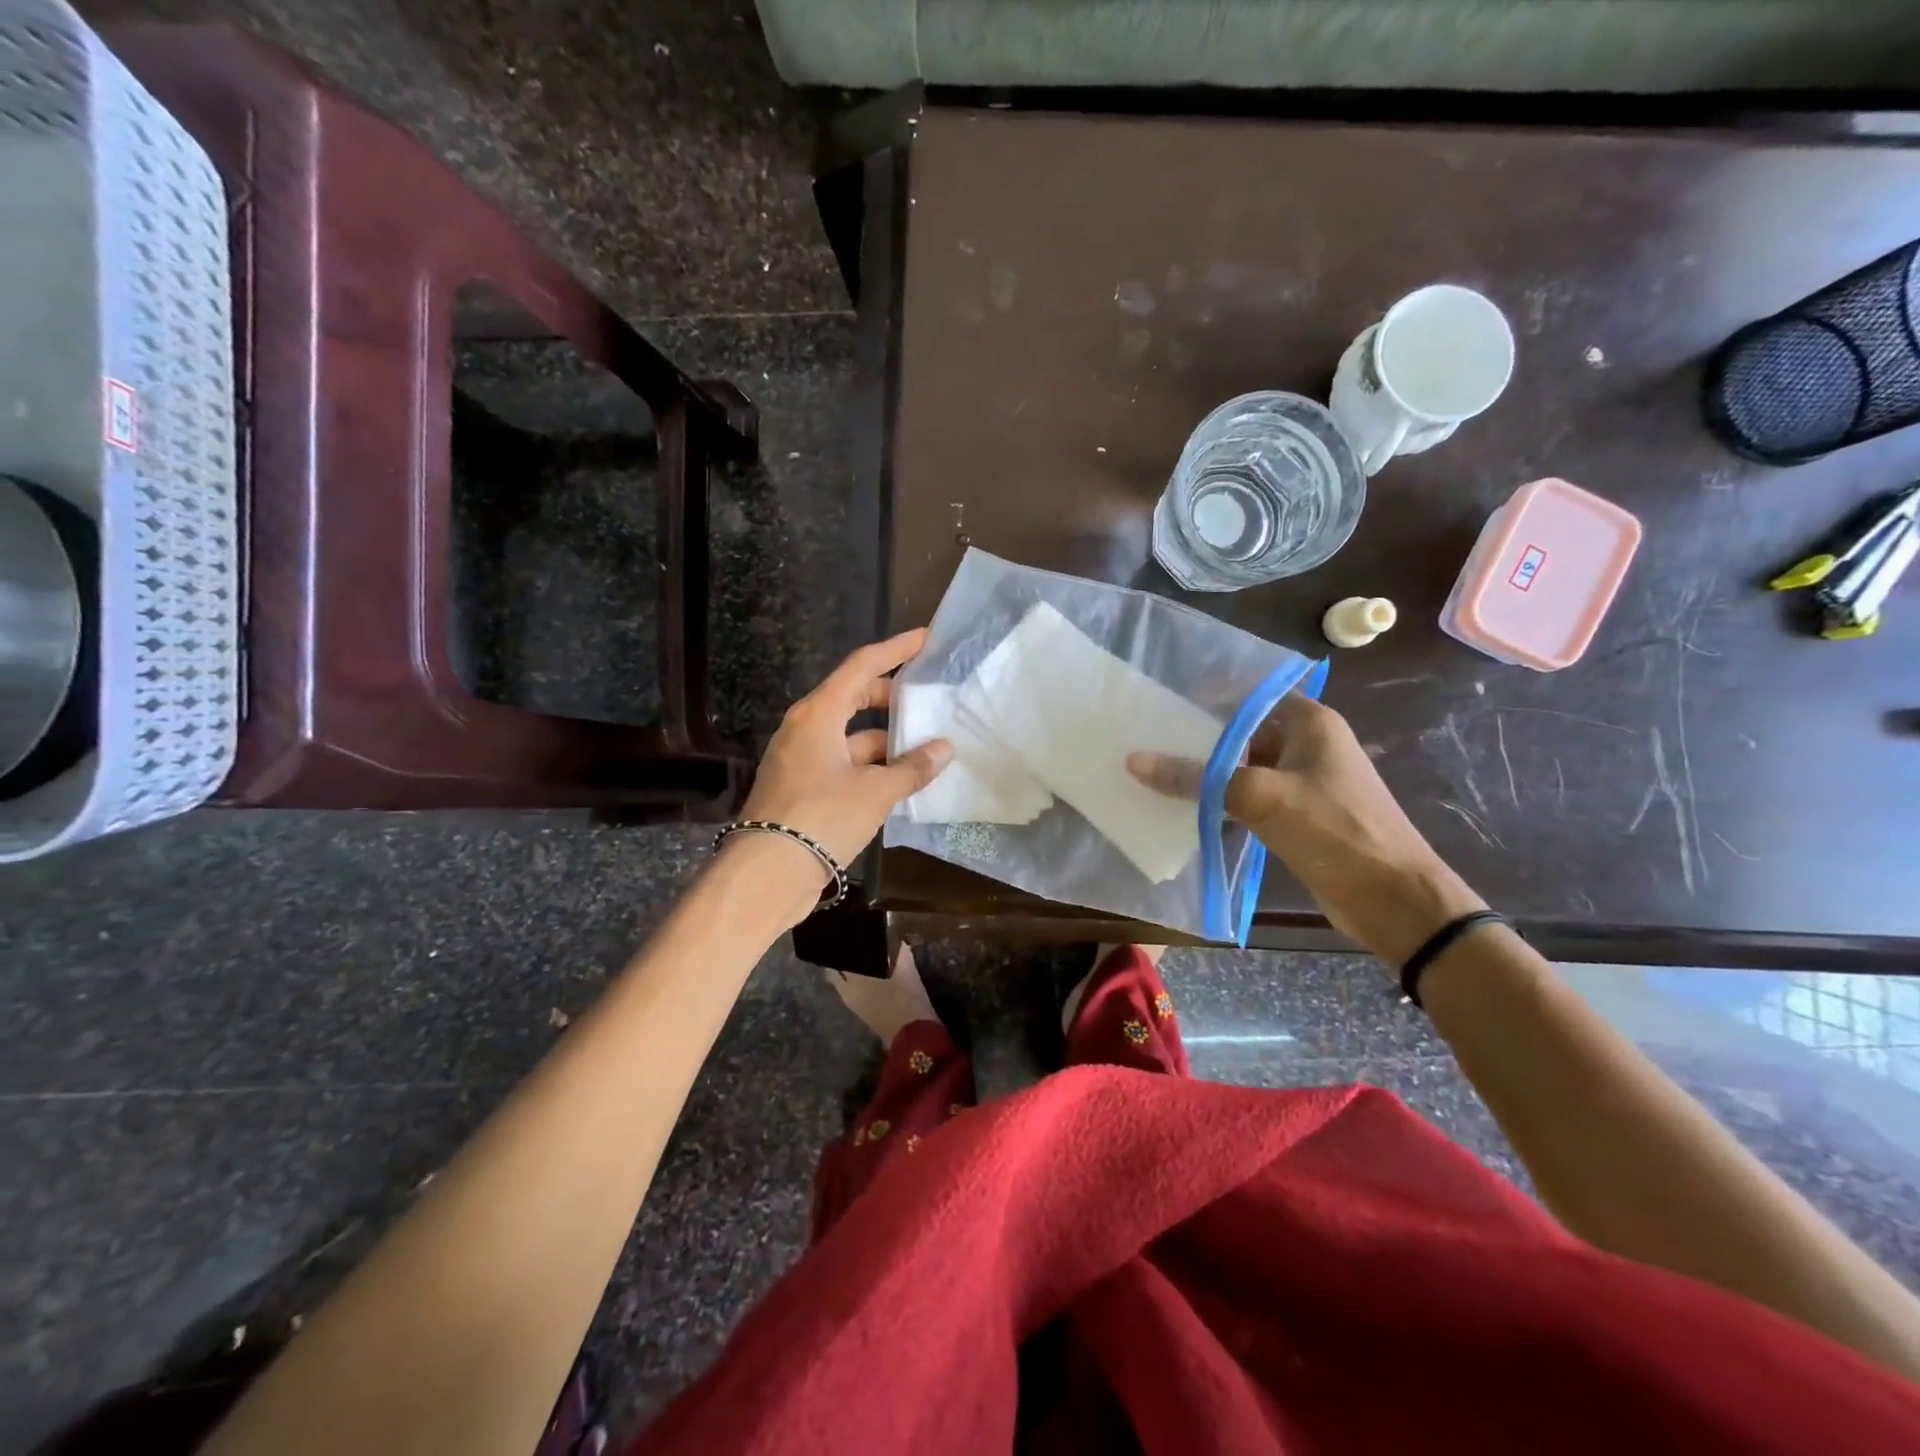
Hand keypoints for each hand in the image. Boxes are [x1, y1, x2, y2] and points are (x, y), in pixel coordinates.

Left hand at [736, 629, 952, 880]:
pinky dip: (870, 765)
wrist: (767, 873)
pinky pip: (842, 762)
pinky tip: (899, 781)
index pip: (862, 665)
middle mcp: (805, 728)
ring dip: (884, 739)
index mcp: (818, 714)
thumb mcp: (875, 792)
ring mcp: (800, 758)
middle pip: (853, 697)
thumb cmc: (822, 818)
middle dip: (891, 697)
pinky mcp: (801, 787)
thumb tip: (944, 749)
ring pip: (849, 735)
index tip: (926, 639)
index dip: (896, 649)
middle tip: (927, 700)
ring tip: (924, 749)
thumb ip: (911, 769)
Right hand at [1129, 694, 1484, 963]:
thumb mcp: (1259, 796)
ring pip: (1244, 767)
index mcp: (1310, 723)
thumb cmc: (1333, 831)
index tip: (1164, 702)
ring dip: (1208, 773)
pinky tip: (1184, 807)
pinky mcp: (1298, 816)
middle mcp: (1308, 745)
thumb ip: (1196, 777)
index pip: (1251, 695)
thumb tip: (1134, 761)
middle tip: (1148, 738)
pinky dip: (1222, 801)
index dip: (1209, 696)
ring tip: (1154, 769)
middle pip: (1244, 731)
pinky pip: (1250, 798)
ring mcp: (1304, 782)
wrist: (1392, 899)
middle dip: (1200, 737)